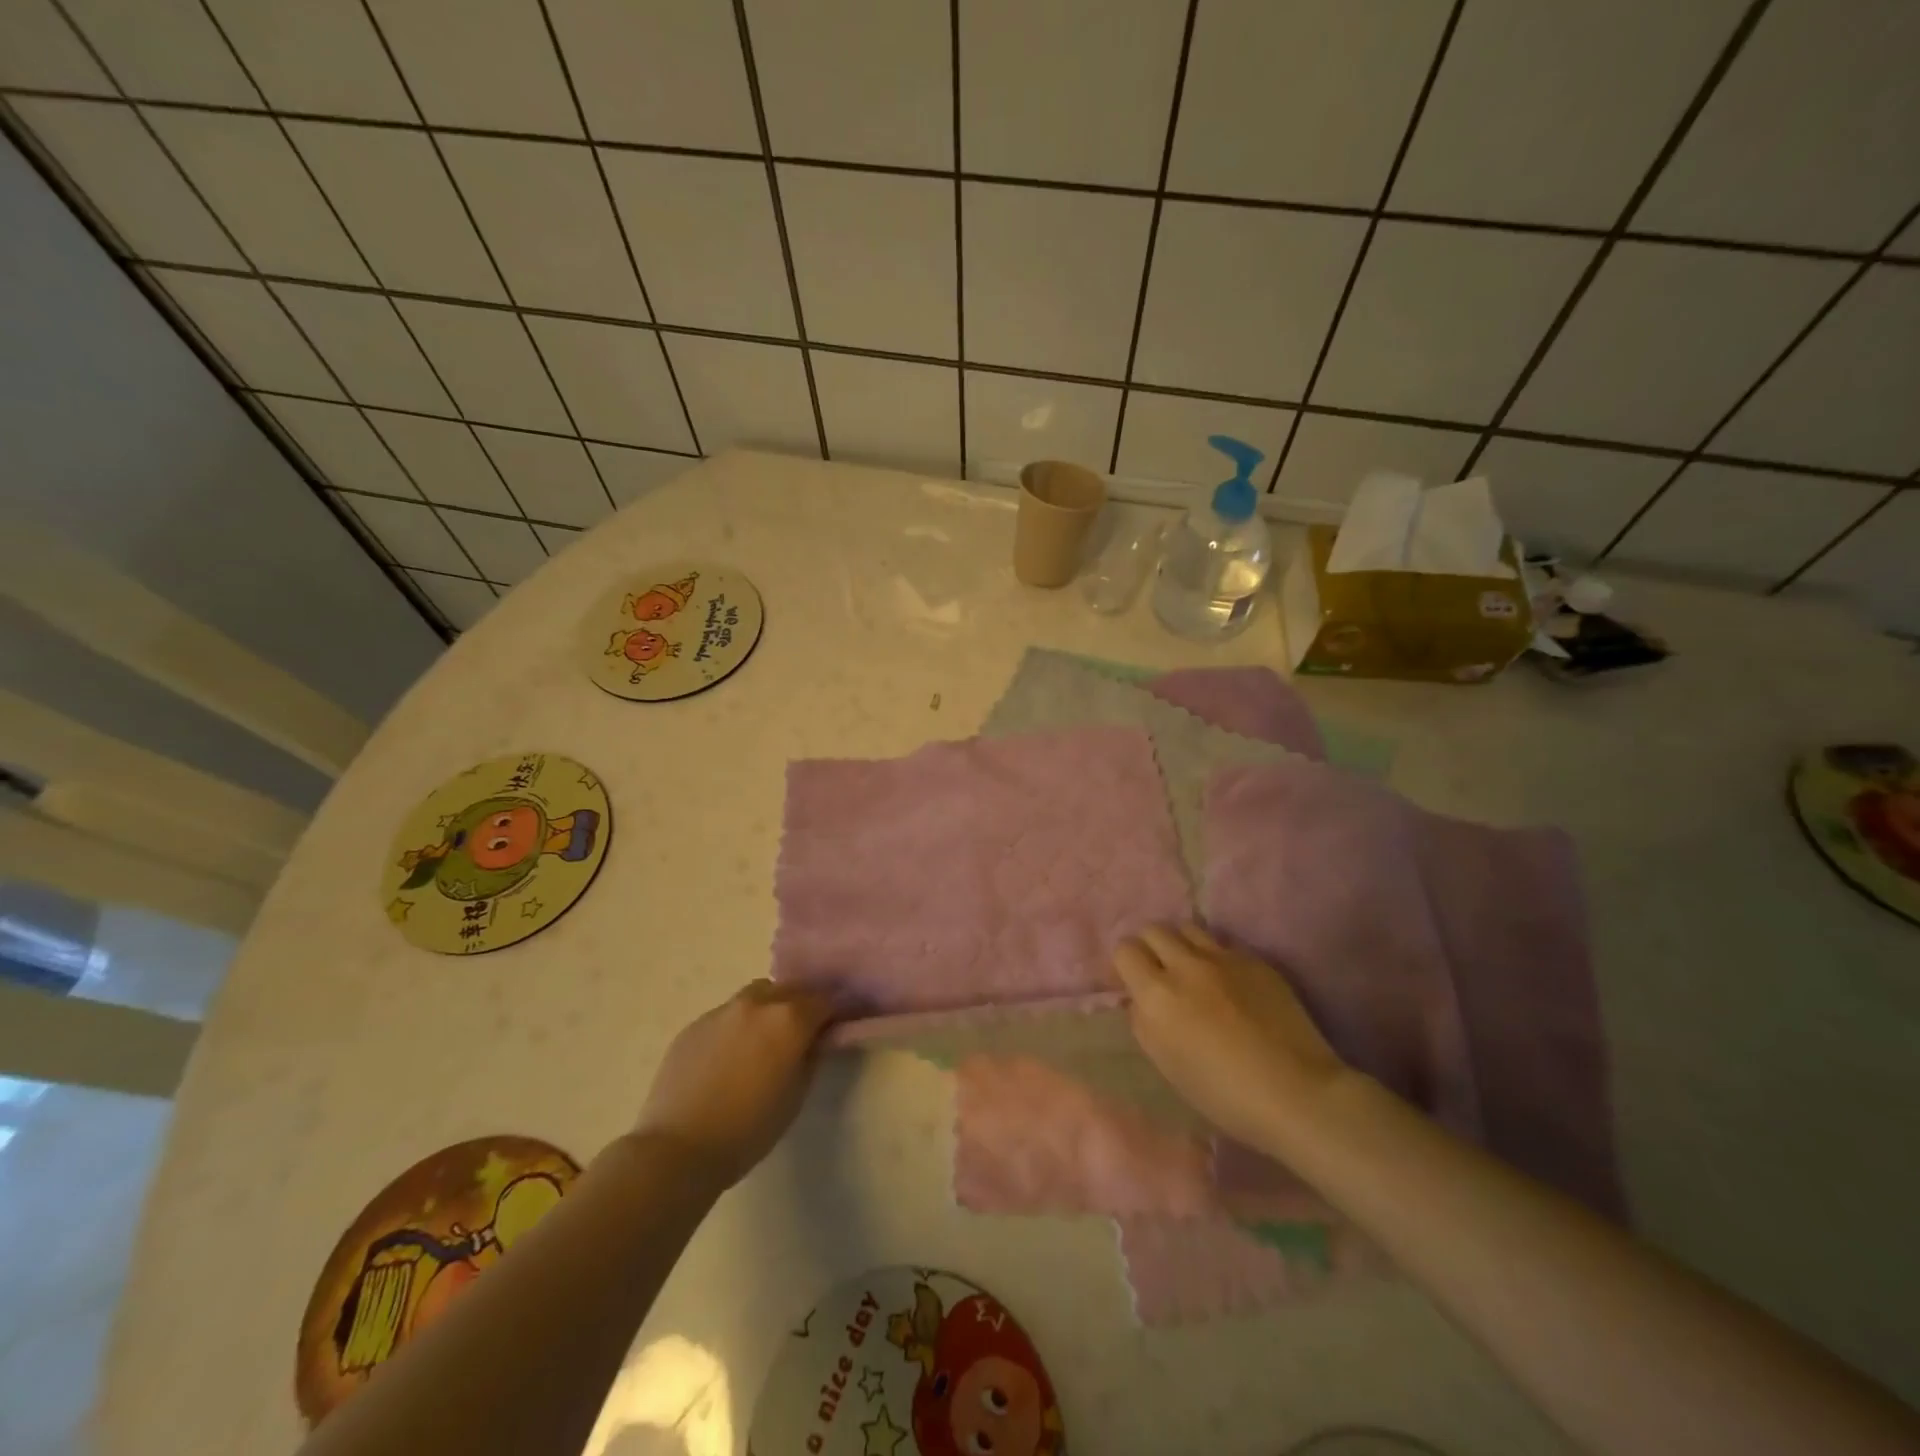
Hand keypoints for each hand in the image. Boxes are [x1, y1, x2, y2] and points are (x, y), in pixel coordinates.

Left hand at [633, 980, 832, 1187]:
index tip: (832, 1030)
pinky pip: (727, 1014)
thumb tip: (816, 1039)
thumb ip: (811, 1057)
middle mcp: (757, 1003)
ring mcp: (722, 1010)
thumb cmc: (748, 1129)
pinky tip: (729, 1057)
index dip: (832, 1014)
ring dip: (768, 1008)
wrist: (678, 1148)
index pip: (824, 1000)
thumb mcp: (796, 1096)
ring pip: (756, 995)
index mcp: (789, 1018)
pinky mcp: (694, 1024)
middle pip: (790, 990)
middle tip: (800, 1034)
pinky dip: (737, 1025)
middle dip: (800, 1006)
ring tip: (762, 1041)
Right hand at [1114, 923, 1346, 1150]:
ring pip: (1188, 928)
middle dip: (1151, 948)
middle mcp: (1186, 966)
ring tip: (1192, 968)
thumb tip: (1139, 999)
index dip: (1127, 965)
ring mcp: (1224, 958)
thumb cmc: (1223, 1094)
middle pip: (1154, 930)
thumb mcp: (1166, 1064)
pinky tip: (1229, 982)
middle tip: (1161, 973)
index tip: (1136, 983)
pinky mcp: (1255, 960)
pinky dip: (1216, 956)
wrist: (1297, 1094)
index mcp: (1157, 995)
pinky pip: (1223, 944)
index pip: (1125, 950)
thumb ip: (1144, 1022)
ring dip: (1182, 944)